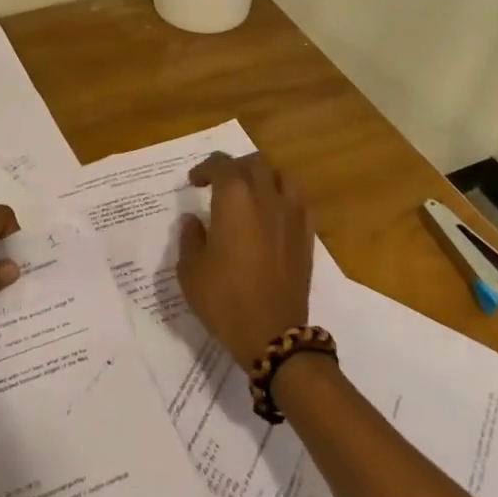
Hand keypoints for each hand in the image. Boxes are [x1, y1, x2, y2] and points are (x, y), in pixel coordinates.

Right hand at [177, 152, 312, 364]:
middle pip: (253, 163)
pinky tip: (275, 213)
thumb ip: (190, 237)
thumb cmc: (224, 299)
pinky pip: (299, 201)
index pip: (221, 164)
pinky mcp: (307, 234)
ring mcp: (292, 213)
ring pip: (281, 176)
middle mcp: (266, 196)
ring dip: (263, 177)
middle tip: (220, 185)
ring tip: (251, 193)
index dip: (205, 168)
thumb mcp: (191, 270)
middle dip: (234, 168)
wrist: (272, 333)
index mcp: (234, 199)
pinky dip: (284, 198)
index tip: (195, 182)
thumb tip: (192, 220)